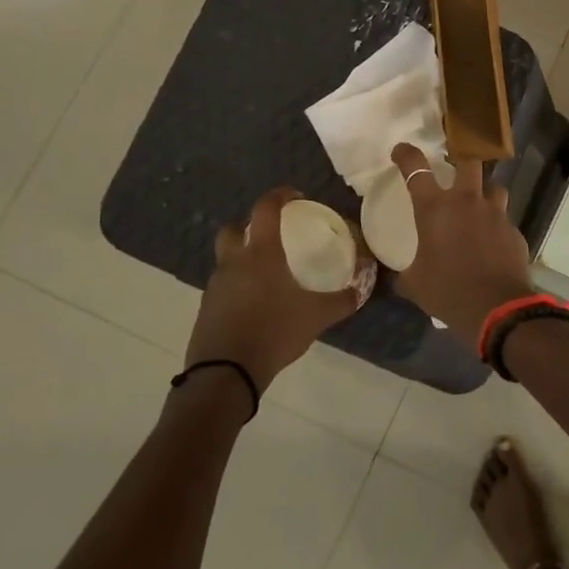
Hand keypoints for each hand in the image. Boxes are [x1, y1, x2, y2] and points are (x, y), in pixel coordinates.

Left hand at [186, 188, 361, 387]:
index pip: (265, 209)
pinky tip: (255, 303)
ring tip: (267, 274)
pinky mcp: (206, 309)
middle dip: (247, 225)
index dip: (279, 195)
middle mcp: (234, 262)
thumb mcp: (317, 316)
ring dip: (242, 257)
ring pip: (226, 259)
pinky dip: (237, 286)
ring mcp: (215, 286)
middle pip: (232, 229)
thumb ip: (342, 300)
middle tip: (269, 234)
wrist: (226, 373)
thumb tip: (362, 289)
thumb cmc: (274, 332)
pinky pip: (223, 286)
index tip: (295, 196)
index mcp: (261, 254)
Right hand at [390, 143, 534, 345]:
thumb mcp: (415, 284)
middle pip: (468, 161)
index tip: (401, 151)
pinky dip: (497, 225)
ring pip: (494, 187)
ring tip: (479, 206)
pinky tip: (493, 242)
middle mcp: (466, 202)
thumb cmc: (447, 291)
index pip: (416, 169)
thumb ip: (405, 274)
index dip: (407, 155)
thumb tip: (397, 278)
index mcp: (435, 209)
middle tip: (455, 166)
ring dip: (485, 192)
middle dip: (461, 158)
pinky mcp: (514, 231)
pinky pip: (504, 219)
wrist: (496, 308)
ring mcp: (495, 214)